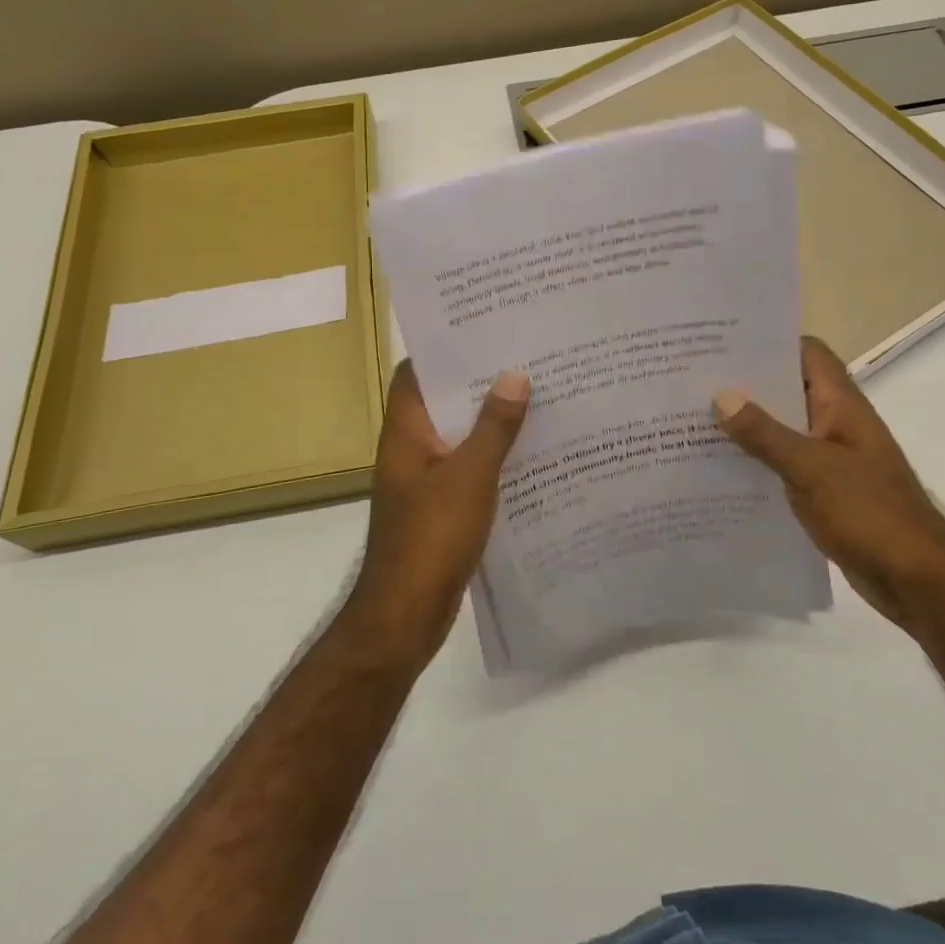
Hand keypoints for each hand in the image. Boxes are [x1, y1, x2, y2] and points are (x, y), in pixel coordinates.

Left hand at [341, 361, 529, 669]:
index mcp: (406, 431)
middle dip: (480, 381)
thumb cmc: (431, 538)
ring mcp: (425, 478)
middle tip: (526, 357)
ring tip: (538, 394)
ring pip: (459, 435)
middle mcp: (411, 447)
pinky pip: (469, 467)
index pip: (416, 372)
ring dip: (491, 419)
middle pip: (443, 401)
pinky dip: (494, 455)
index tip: (486, 329)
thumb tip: (514, 374)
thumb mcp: (469, 477)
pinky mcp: (441, 505)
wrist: (405, 615)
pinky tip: (532, 451)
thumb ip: (493, 427)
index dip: (445, 348)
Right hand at [714, 336, 944, 627]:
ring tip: (695, 420)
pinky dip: (757, 461)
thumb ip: (765, 433)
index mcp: (841, 406)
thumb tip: (722, 396)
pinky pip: (784, 464)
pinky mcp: (824, 490)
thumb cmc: (869, 512)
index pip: (808, 354)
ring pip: (783, 429)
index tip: (724, 343)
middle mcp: (836, 424)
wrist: (915, 579)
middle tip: (694, 381)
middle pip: (789, 389)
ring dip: (748, 426)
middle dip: (747, 385)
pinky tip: (719, 469)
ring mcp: (830, 458)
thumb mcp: (811, 469)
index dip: (771, 343)